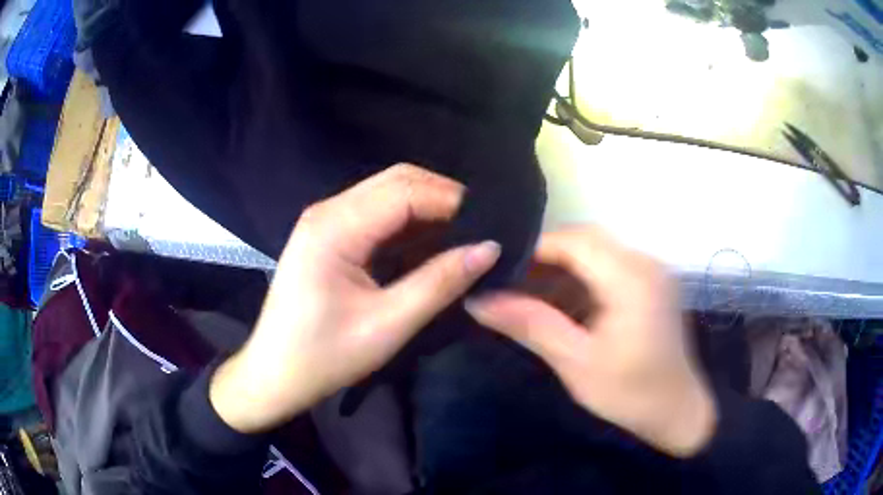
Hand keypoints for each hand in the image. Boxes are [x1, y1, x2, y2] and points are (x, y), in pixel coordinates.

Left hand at [211, 164, 499, 432]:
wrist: (273, 375)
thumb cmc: (324, 357)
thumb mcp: (387, 325)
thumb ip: (440, 282)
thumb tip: (489, 248)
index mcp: (335, 226)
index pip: (406, 191)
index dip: (453, 201)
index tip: (492, 223)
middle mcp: (327, 210)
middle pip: (397, 181)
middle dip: (443, 197)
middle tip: (481, 227)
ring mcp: (325, 220)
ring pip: (387, 193)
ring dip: (427, 208)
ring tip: (464, 234)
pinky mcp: (327, 236)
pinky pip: (375, 214)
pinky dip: (408, 222)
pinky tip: (430, 243)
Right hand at [466, 227, 715, 456]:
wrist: (677, 411)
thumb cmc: (630, 393)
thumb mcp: (576, 362)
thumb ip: (530, 324)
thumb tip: (478, 301)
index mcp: (631, 277)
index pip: (574, 241)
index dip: (533, 249)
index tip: (498, 269)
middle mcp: (645, 262)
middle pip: (586, 240)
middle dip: (546, 258)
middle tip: (511, 284)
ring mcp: (651, 272)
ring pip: (597, 252)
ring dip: (563, 269)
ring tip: (529, 295)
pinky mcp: (652, 284)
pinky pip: (610, 268)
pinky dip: (583, 280)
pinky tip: (563, 305)